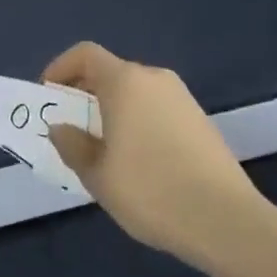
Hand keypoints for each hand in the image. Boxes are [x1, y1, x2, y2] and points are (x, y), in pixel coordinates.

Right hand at [44, 41, 272, 269]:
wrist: (228, 222)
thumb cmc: (151, 191)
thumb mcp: (97, 175)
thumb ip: (72, 145)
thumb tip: (61, 128)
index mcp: (125, 82)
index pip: (85, 54)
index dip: (60, 68)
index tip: (48, 96)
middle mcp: (154, 79)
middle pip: (111, 72)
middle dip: (85, 93)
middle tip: (71, 127)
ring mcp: (183, 99)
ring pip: (135, 93)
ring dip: (112, 110)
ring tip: (102, 148)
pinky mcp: (201, 122)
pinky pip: (157, 110)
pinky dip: (138, 122)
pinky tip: (138, 161)